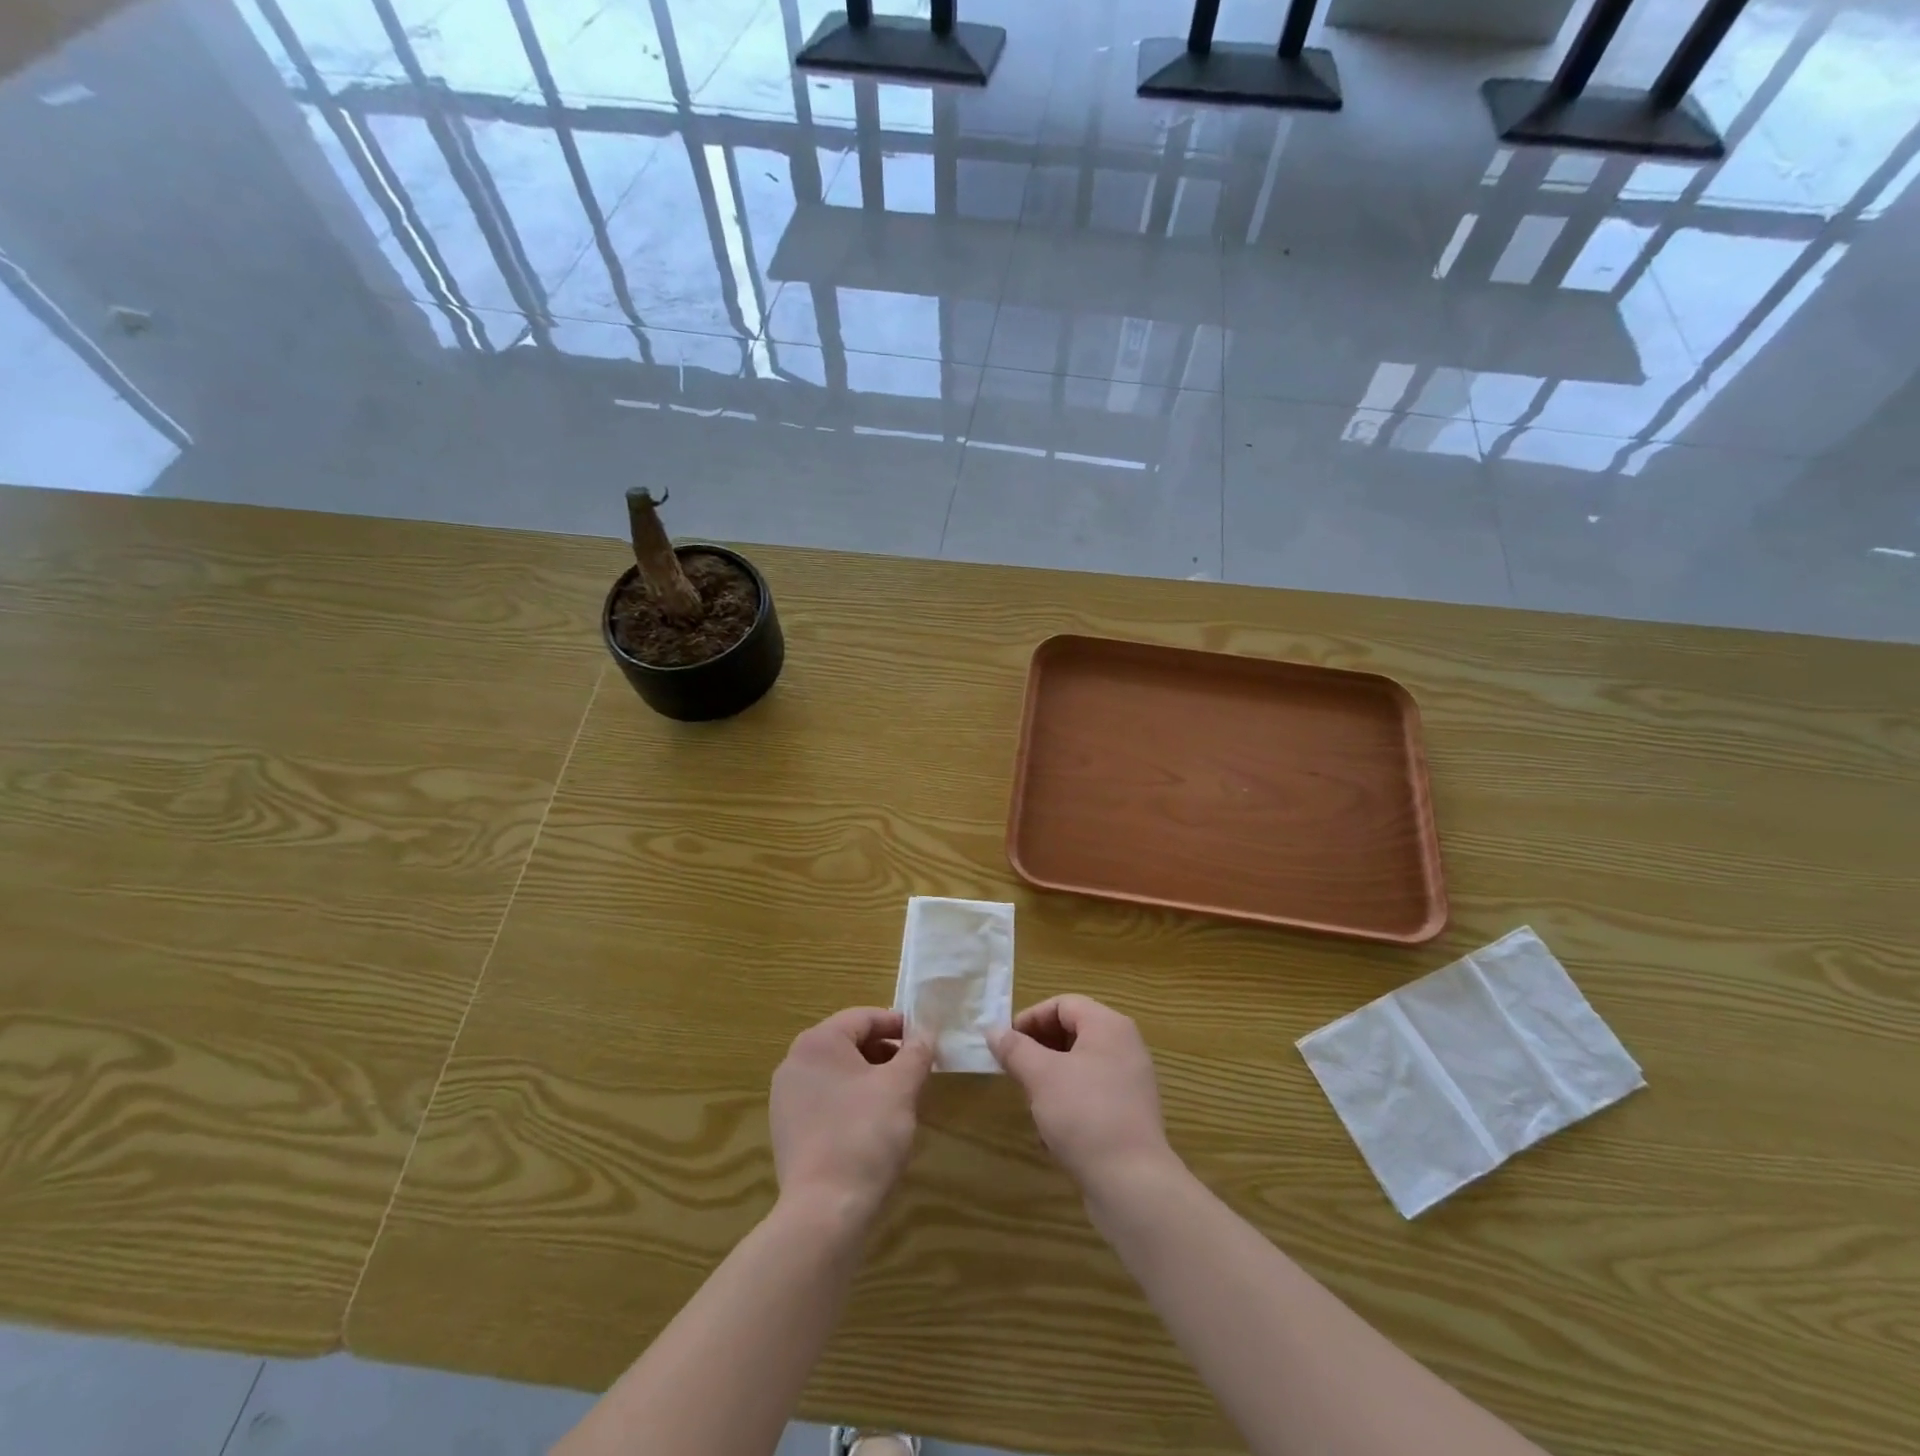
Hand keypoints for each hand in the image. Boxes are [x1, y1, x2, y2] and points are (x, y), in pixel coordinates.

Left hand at [770, 1007, 933, 1226]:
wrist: (824, 1211)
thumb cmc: (865, 1135)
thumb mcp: (901, 1087)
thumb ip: (916, 1052)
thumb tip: (924, 1033)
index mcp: (818, 1042)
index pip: (864, 1017)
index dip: (898, 1025)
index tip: (925, 1040)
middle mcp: (795, 1062)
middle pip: (849, 1043)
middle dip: (885, 1052)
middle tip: (916, 1070)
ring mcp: (786, 1098)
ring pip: (837, 1072)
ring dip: (869, 1077)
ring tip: (899, 1098)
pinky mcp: (787, 1130)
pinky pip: (825, 1099)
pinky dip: (851, 1100)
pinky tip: (873, 1125)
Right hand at [990, 995, 1176, 1197]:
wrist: (1133, 1184)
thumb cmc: (1085, 1115)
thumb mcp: (1041, 1076)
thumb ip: (1015, 1049)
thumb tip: (993, 1031)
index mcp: (1109, 1026)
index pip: (1063, 1004)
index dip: (1030, 1018)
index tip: (1006, 1044)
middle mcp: (1125, 1047)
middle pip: (1072, 1032)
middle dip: (1038, 1049)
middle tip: (1014, 1071)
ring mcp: (1130, 1082)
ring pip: (1079, 1066)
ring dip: (1050, 1078)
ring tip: (1030, 1102)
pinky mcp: (1129, 1115)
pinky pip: (1091, 1094)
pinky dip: (1068, 1103)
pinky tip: (1050, 1133)